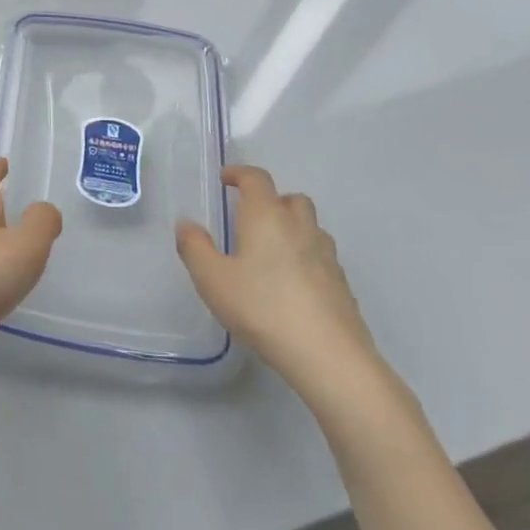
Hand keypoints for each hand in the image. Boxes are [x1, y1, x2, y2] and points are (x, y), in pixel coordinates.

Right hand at [177, 166, 384, 410]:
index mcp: (266, 216)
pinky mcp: (342, 283)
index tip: (226, 180)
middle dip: (271, 200)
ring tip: (272, 251)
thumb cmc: (262, 308)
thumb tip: (187, 224)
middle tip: (251, 218)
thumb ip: (194, 248)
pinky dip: (306, 257)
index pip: (256, 179)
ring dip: (292, 227)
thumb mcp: (212, 279)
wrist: (328, 355)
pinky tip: (293, 284)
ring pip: (311, 226)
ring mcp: (326, 255)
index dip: (240, 174)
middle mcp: (300, 226)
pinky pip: (321, 256)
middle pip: (290, 198)